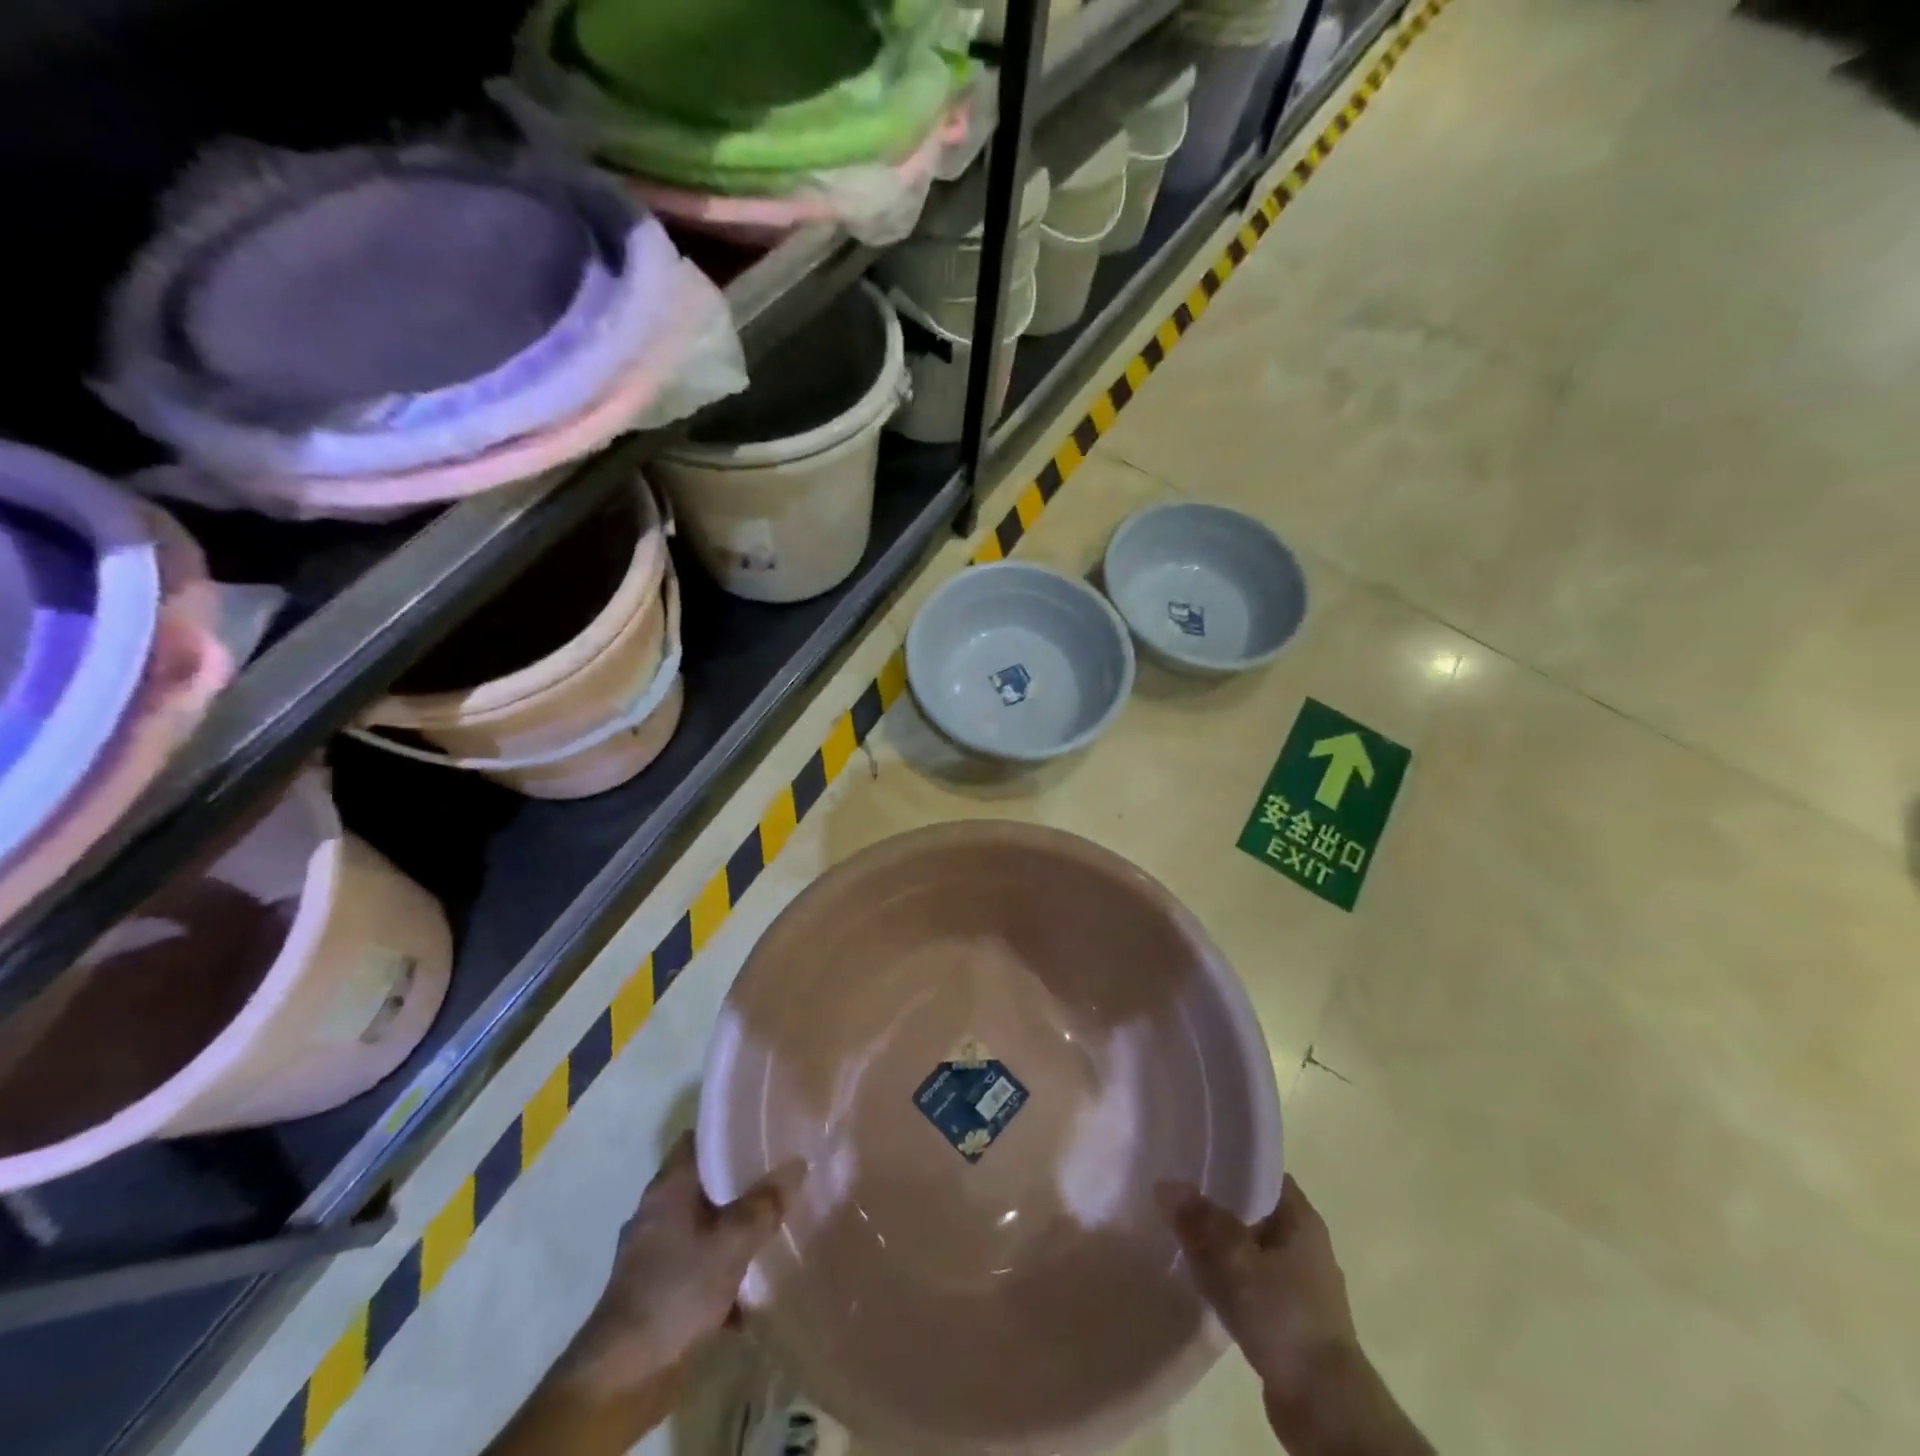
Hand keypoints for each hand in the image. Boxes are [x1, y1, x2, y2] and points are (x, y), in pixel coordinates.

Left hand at [487, 1138, 794, 1455]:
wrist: (622, 1378)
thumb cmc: (676, 1291)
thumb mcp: (732, 1243)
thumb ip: (765, 1204)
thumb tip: (797, 1163)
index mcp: (668, 1188)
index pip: (698, 1139)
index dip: (729, 1130)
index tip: (763, 1128)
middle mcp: (656, 1213)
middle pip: (704, 1183)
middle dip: (740, 1181)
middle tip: (780, 1174)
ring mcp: (653, 1255)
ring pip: (703, 1227)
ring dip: (732, 1230)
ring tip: (775, 1225)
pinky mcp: (657, 1293)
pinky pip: (697, 1267)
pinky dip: (721, 1271)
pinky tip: (752, 1286)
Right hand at [1160, 1177, 1433, 1454]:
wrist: (1325, 1410)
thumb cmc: (1285, 1318)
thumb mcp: (1236, 1261)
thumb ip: (1200, 1221)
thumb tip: (1165, 1184)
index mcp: (1301, 1217)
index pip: (1261, 1169)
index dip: (1228, 1158)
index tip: (1191, 1155)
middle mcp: (1304, 1242)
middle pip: (1251, 1206)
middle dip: (1216, 1201)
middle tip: (1175, 1192)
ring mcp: (1298, 1282)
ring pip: (1248, 1245)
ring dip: (1219, 1241)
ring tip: (1179, 1232)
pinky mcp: (1288, 1317)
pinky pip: (1250, 1279)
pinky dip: (1227, 1275)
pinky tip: (1200, 1279)